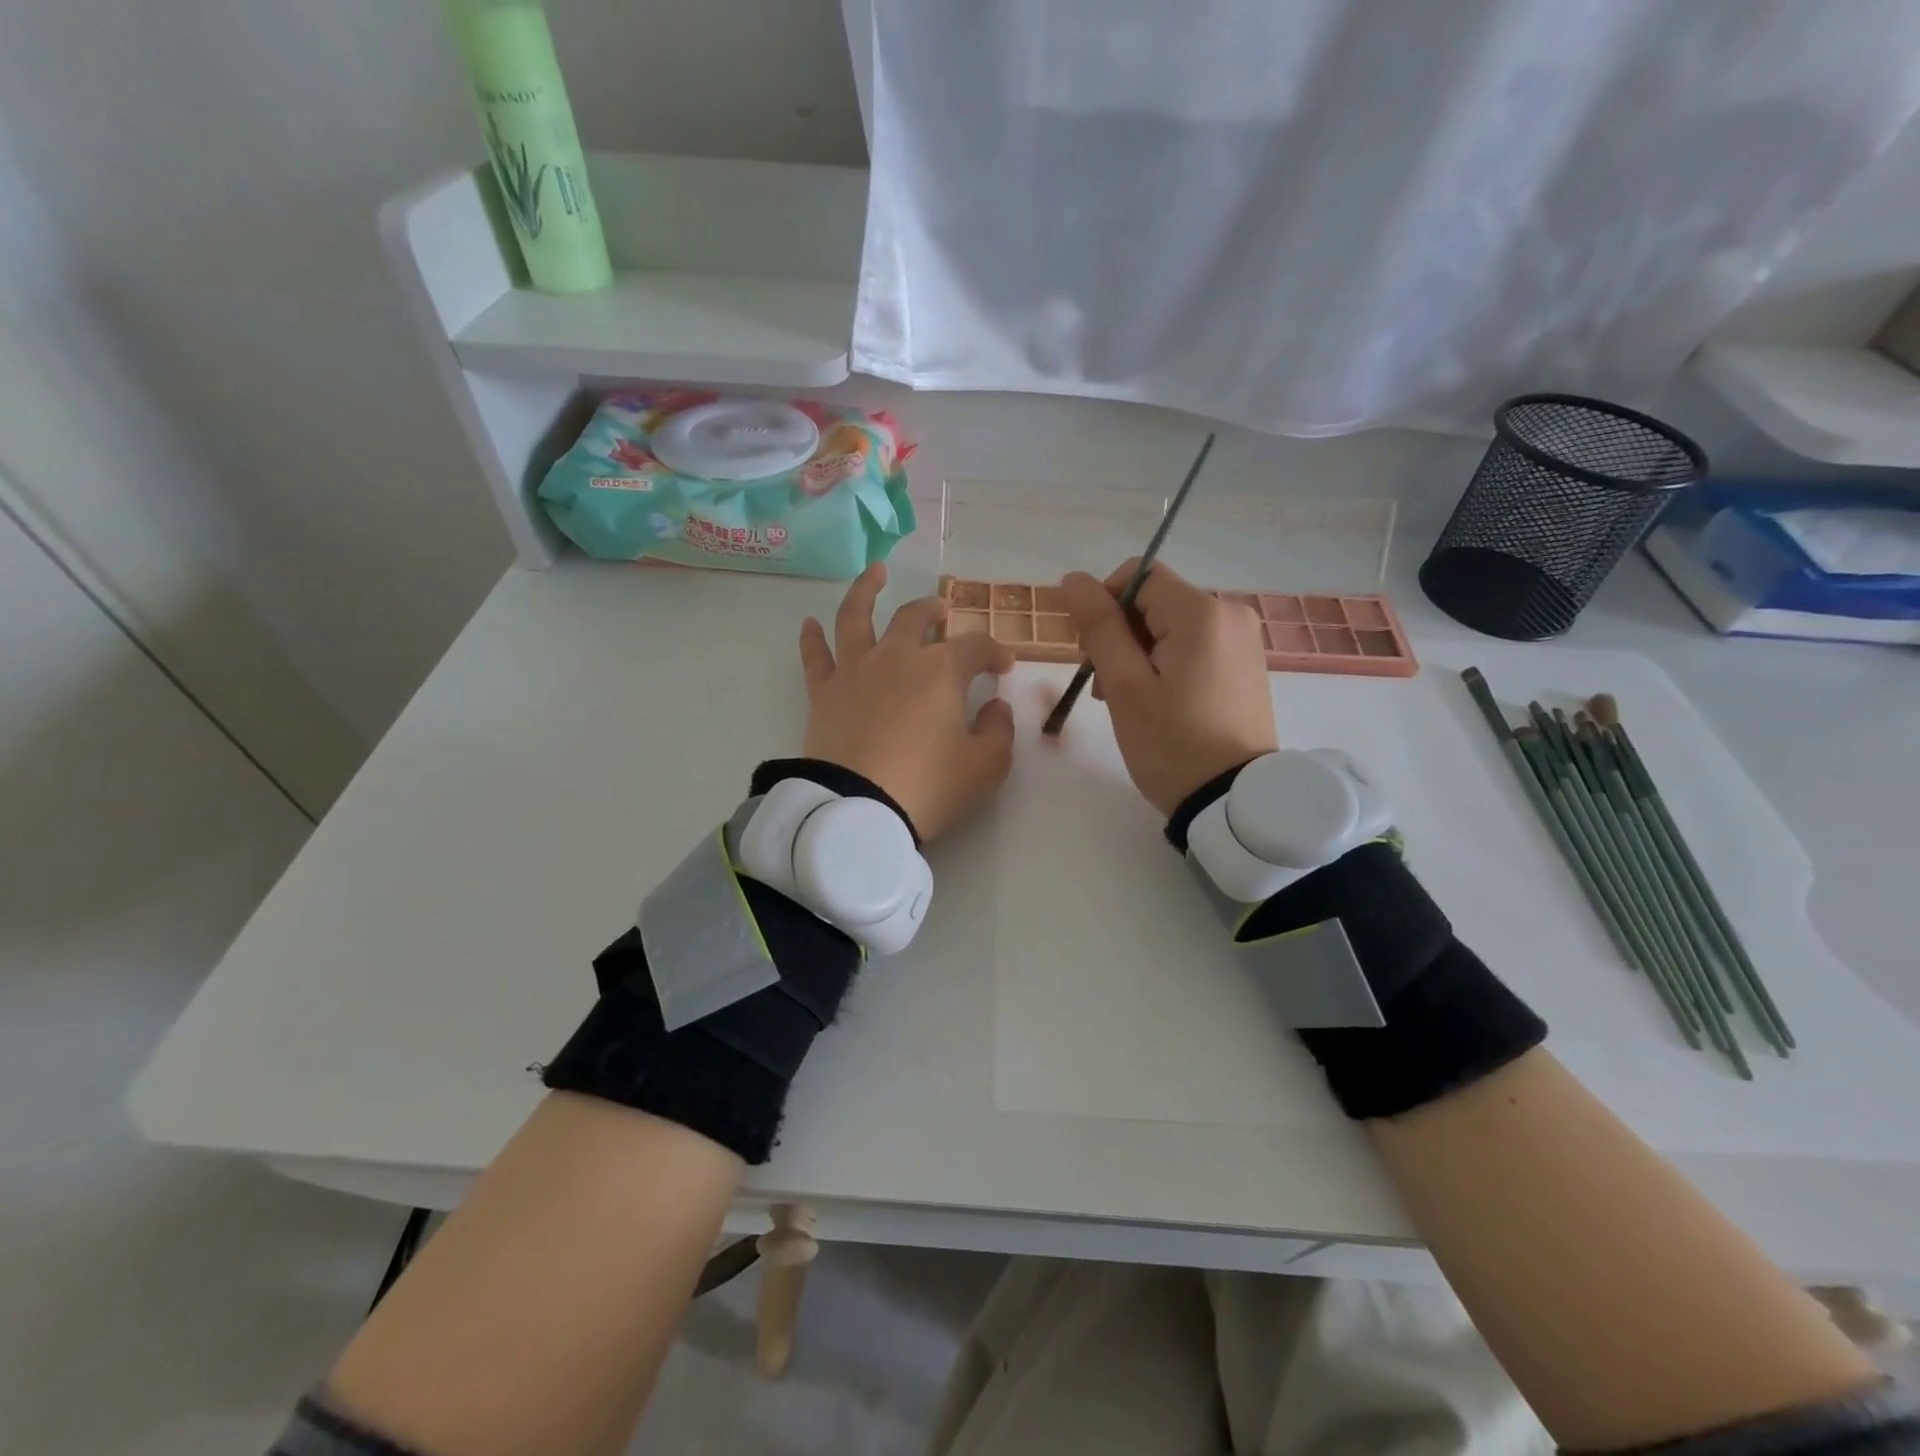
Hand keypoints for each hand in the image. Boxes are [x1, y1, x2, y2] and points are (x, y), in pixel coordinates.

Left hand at [799, 563, 1016, 840]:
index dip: (995, 652)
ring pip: (858, 616)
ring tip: (875, 572)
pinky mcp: (823, 692)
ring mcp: (856, 670)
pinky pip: (815, 656)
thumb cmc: (930, 786)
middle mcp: (898, 656)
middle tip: (942, 612)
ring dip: (867, 589)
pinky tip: (810, 622)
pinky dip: (811, 637)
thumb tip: (995, 705)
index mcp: (942, 670)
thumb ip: (999, 730)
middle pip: (916, 618)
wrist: (859, 810)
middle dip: (935, 611)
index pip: (976, 646)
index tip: (1004, 668)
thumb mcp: (986, 766)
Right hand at [1058, 559, 1276, 815]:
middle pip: (1155, 601)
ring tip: (1127, 702)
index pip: (1137, 575)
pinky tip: (1158, 703)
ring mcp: (1243, 640)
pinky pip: (1194, 647)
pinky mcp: (1246, 665)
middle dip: (1120, 634)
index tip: (1089, 650)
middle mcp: (1230, 613)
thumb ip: (1098, 626)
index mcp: (1201, 612)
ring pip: (1171, 626)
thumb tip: (1073, 578)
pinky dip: (1167, 664)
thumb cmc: (1171, 743)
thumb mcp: (1124, 685)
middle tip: (1105, 688)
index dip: (1103, 603)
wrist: (1233, 802)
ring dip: (1140, 653)